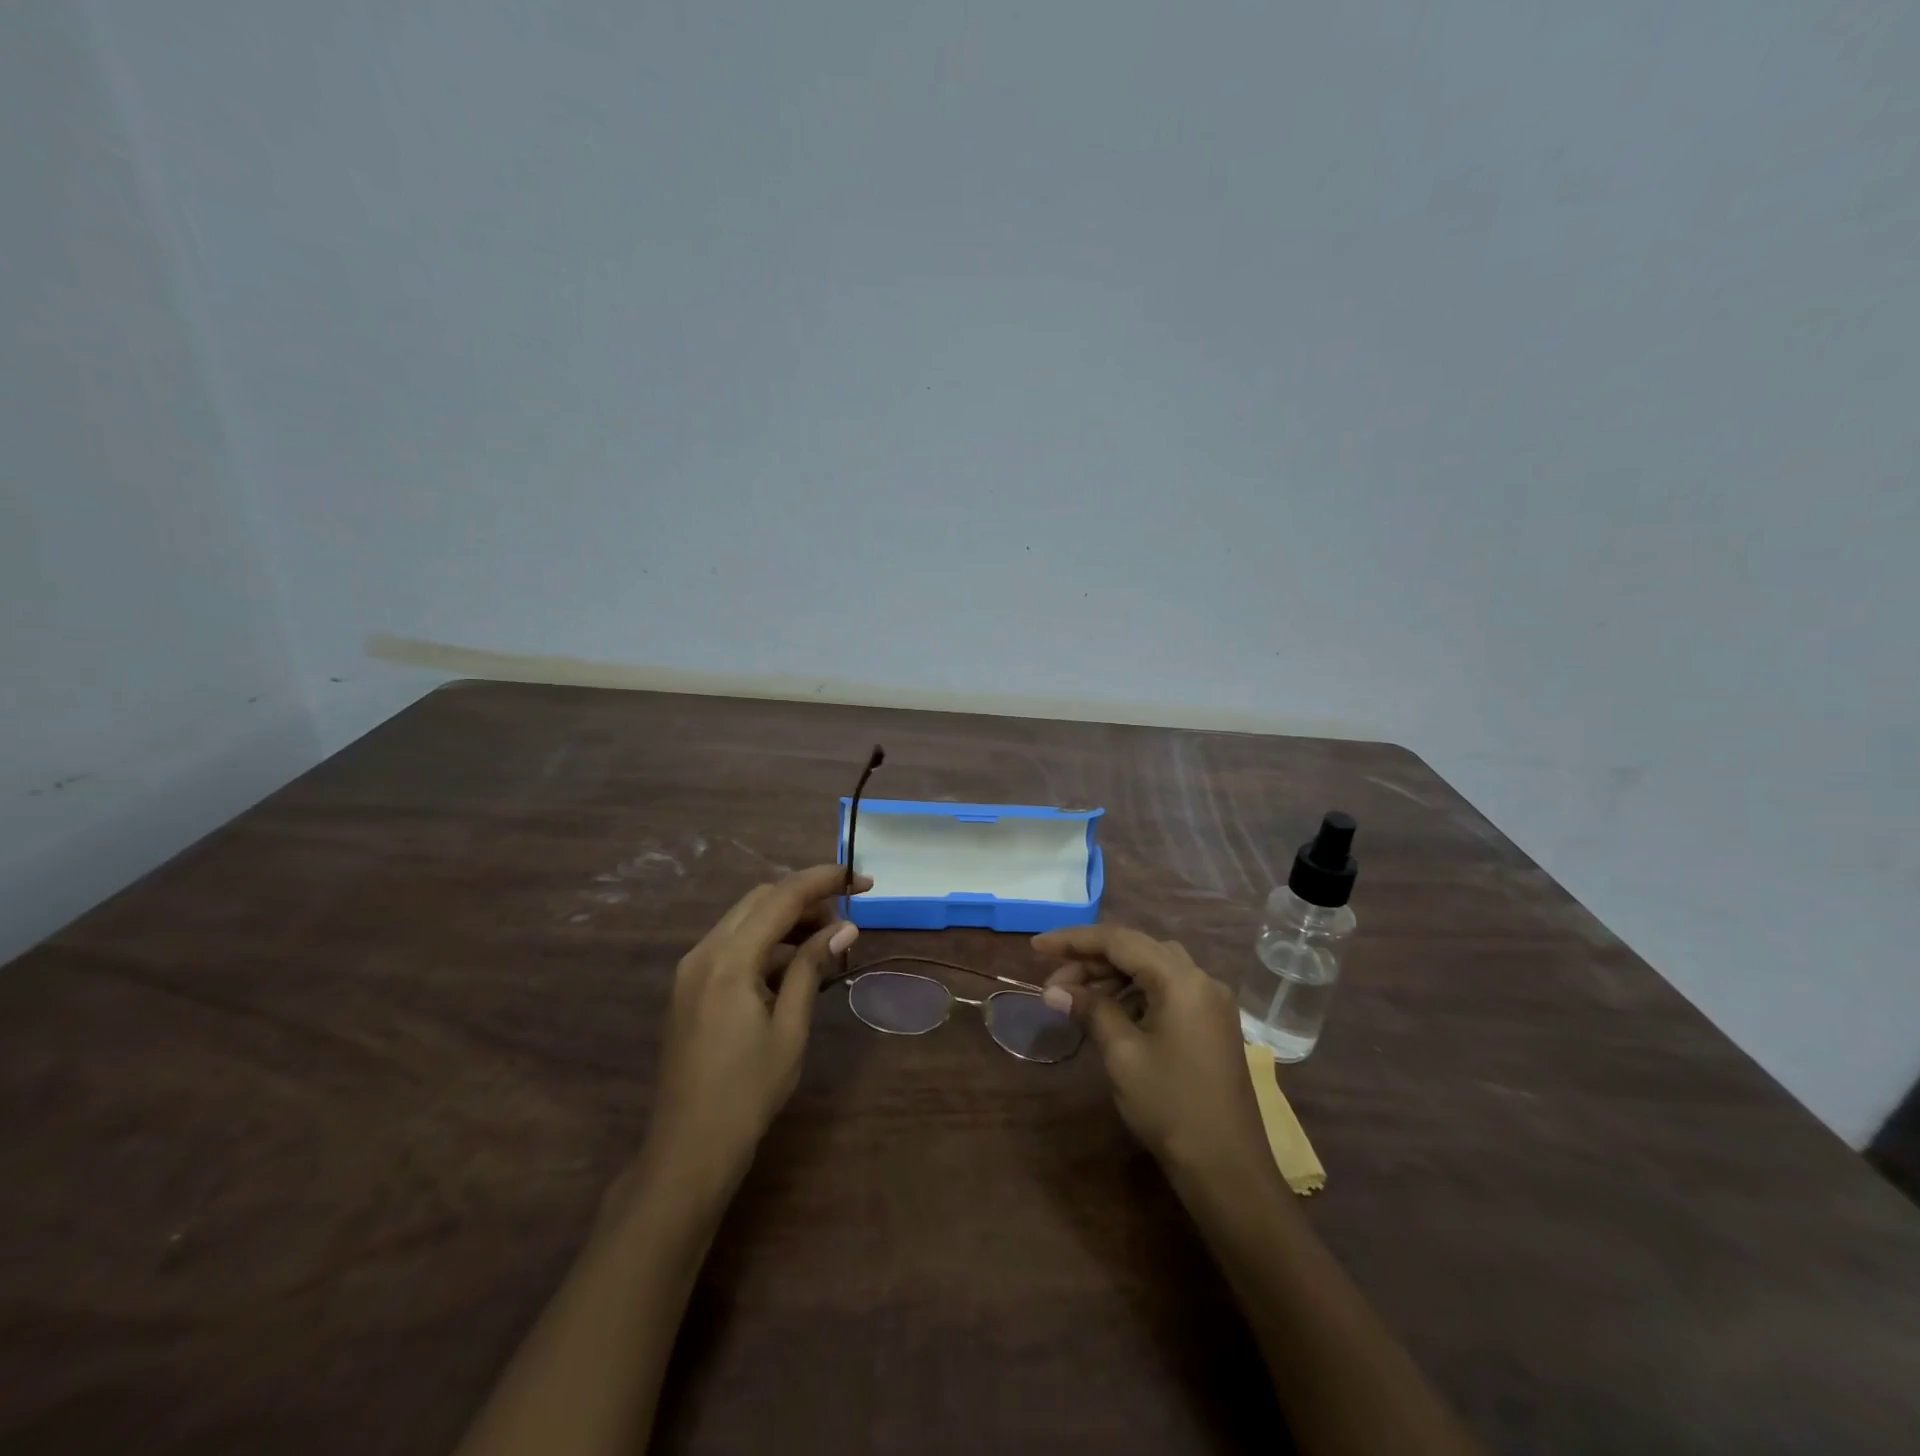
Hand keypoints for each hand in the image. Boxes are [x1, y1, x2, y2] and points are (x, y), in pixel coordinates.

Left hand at [641, 864, 866, 1191]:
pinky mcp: (690, 987)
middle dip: (805, 897)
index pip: (781, 897)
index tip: (862, 879)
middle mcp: (704, 952)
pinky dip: (766, 941)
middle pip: (759, 900)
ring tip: (827, 939)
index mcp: (728, 960)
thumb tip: (845, 927)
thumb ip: (813, 967)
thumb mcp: (790, 1028)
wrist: (688, 1149)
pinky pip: (732, 944)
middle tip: (847, 916)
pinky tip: (795, 964)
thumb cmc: (747, 1092)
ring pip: (745, 919)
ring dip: (786, 918)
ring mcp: (692, 969)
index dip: (824, 880)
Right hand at [1035, 924, 1266, 1179]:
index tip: (1036, 947)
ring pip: (1152, 968)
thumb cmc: (1171, 1107)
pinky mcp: (1211, 1023)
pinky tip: (1110, 1013)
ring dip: (1111, 976)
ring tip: (1075, 999)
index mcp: (1181, 980)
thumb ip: (1090, 1010)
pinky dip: (1134, 993)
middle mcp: (1201, 979)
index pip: (1119, 941)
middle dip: (1091, 960)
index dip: (1074, 940)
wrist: (1228, 1169)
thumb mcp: (1123, 1054)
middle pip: (1137, 950)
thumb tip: (1055, 991)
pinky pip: (1167, 990)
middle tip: (1053, 984)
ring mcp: (1210, 1002)